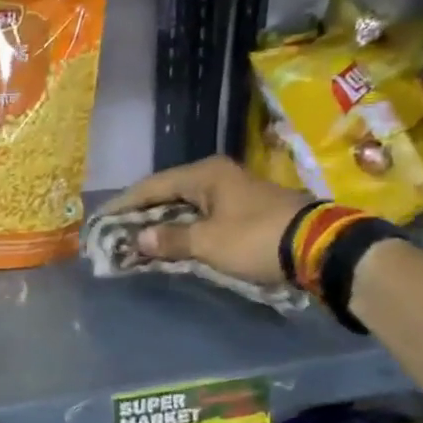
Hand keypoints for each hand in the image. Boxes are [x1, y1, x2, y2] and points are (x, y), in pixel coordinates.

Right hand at [105, 157, 310, 285]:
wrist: (320, 248)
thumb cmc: (256, 238)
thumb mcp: (208, 242)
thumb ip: (169, 240)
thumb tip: (137, 239)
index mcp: (204, 174)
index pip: (152, 186)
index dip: (124, 204)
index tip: (102, 220)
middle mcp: (217, 176)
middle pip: (168, 194)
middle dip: (142, 215)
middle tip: (117, 232)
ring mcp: (234, 192)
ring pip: (187, 207)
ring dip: (163, 224)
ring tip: (139, 241)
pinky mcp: (246, 211)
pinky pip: (203, 217)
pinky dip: (185, 230)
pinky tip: (173, 244)